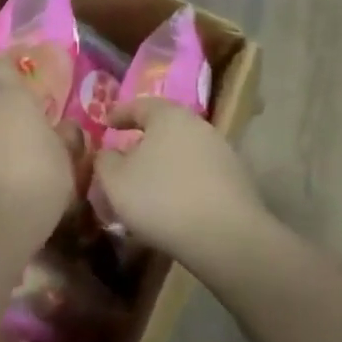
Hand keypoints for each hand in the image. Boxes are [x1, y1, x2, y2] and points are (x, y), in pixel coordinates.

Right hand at [92, 99, 269, 270]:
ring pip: (183, 152)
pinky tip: (172, 203)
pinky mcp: (236, 180)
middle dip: (143, 140)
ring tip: (147, 185)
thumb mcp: (114, 180)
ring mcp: (222, 152)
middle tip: (125, 156)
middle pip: (165, 127)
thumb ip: (104, 160)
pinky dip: (182, 182)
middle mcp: (198, 126)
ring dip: (164, 164)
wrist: (225, 236)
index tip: (105, 122)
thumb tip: (109, 153)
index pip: (139, 105)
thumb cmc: (160, 198)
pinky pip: (199, 174)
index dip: (119, 113)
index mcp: (168, 116)